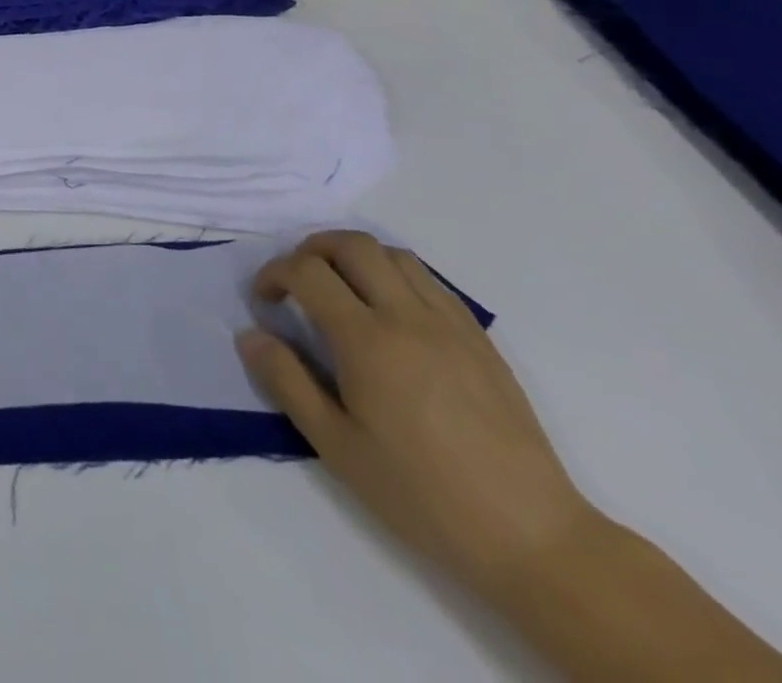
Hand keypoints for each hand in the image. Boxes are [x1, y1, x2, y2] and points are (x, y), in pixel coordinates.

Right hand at [237, 231, 594, 595]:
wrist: (531, 536)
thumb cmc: (421, 494)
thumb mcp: (337, 446)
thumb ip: (287, 382)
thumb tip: (249, 335)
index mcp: (367, 341)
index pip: (307, 272)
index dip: (274, 274)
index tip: (264, 301)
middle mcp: (407, 316)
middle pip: (351, 244)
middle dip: (311, 250)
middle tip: (296, 282)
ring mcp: (450, 324)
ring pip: (393, 254)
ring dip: (355, 257)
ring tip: (341, 289)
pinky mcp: (479, 338)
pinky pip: (430, 280)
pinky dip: (395, 275)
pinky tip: (389, 311)